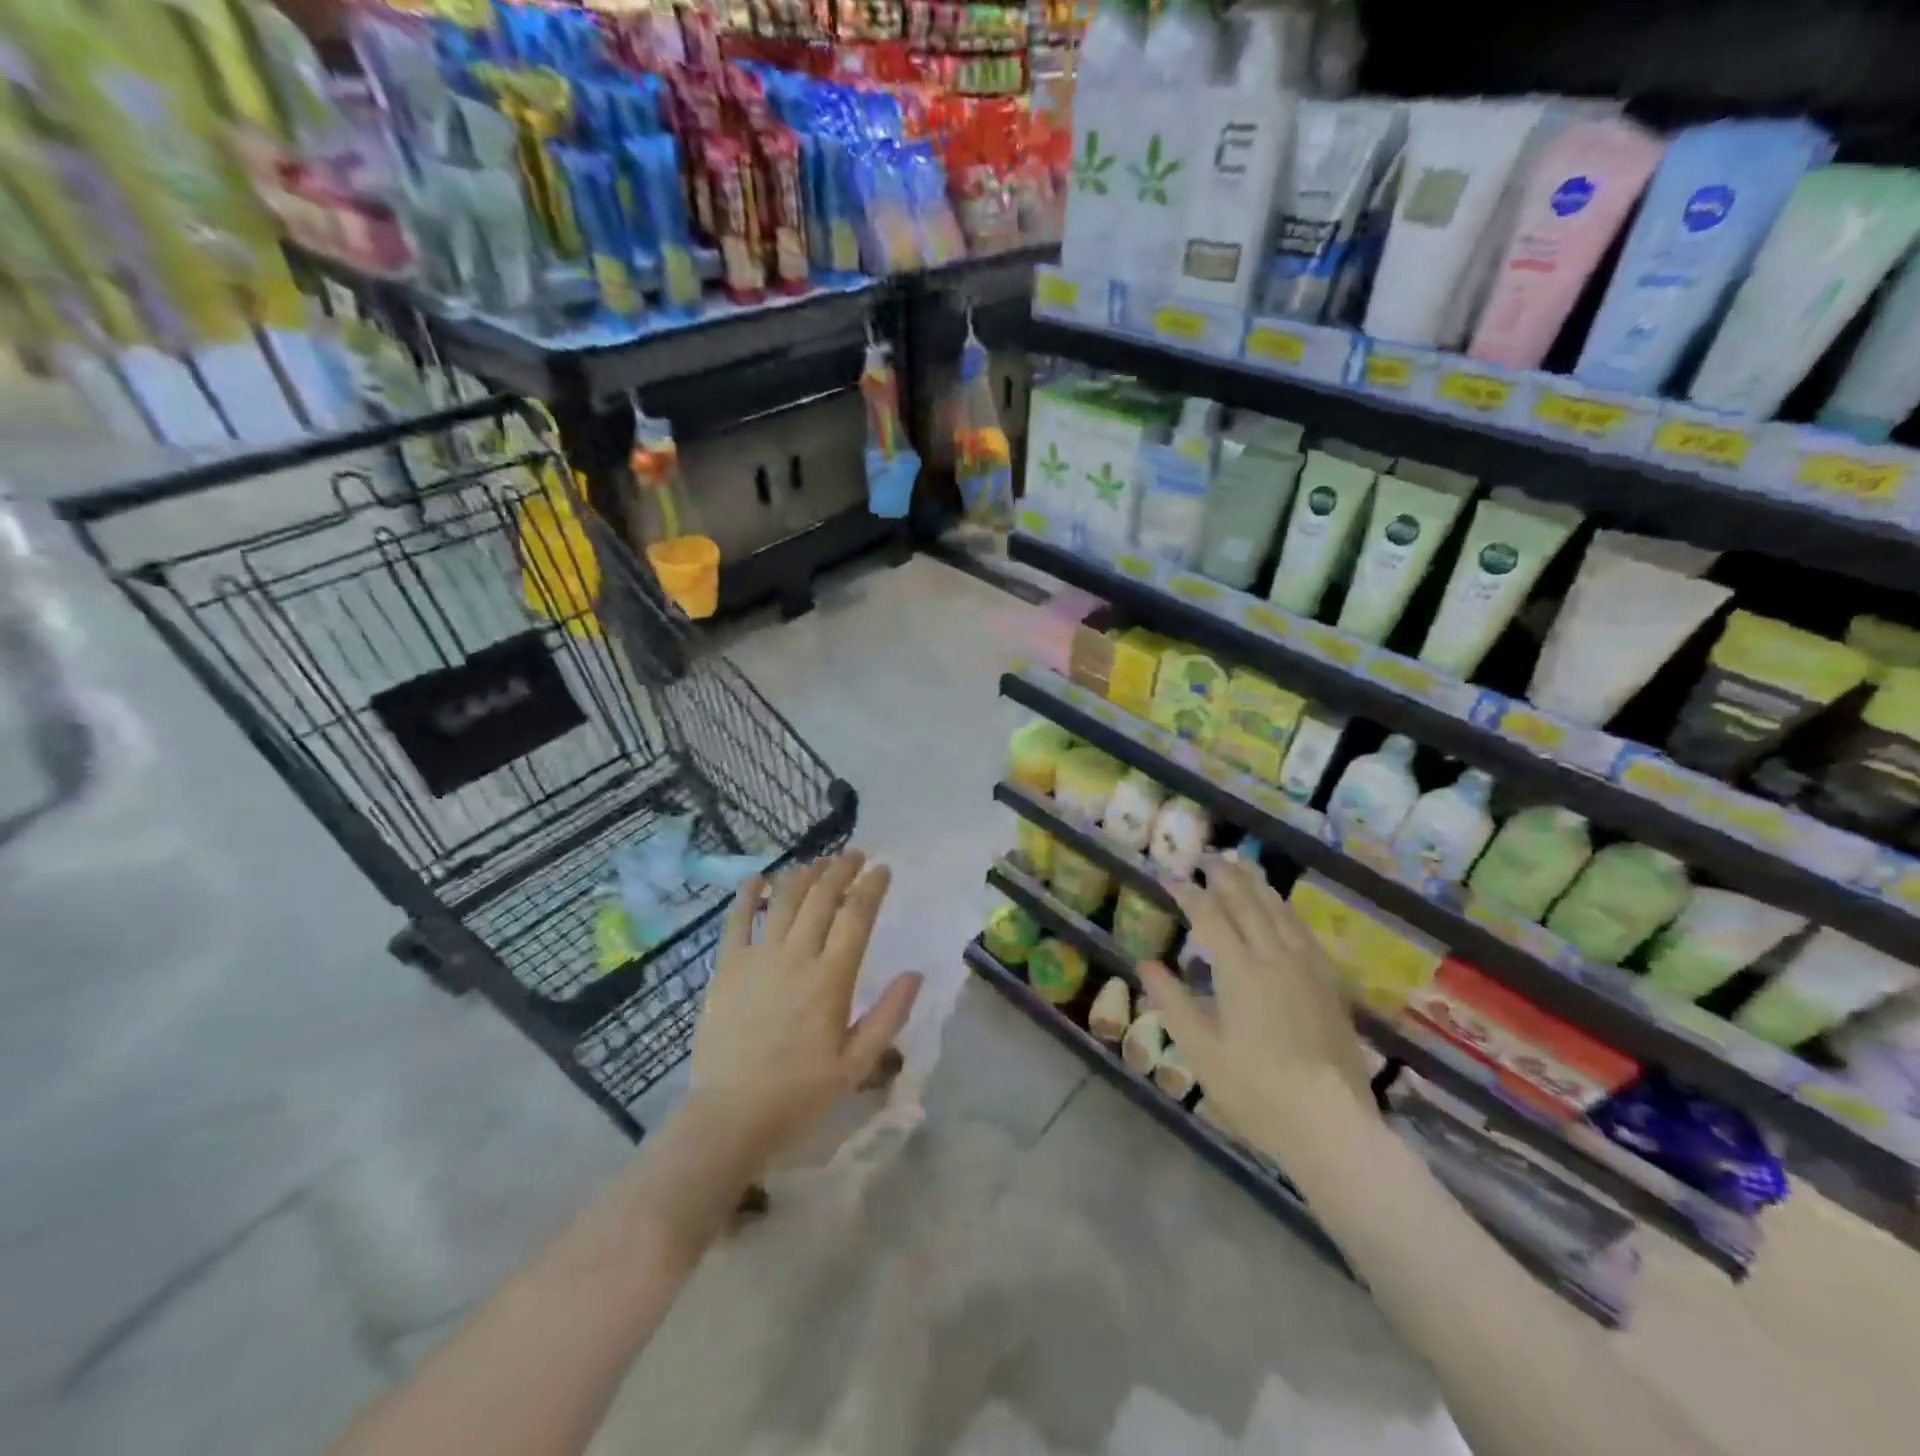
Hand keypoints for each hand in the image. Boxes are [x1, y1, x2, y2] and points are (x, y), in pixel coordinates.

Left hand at [688, 851, 921, 1167]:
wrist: (730, 1116)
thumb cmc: (799, 1094)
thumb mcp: (857, 1065)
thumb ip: (889, 1016)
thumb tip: (915, 974)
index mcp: (832, 979)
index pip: (856, 916)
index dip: (872, 886)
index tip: (883, 869)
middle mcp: (796, 957)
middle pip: (822, 897)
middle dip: (841, 869)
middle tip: (854, 855)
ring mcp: (758, 958)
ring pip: (784, 900)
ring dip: (804, 874)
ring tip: (818, 863)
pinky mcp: (727, 967)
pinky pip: (737, 920)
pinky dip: (748, 894)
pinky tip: (758, 878)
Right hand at [1141, 856, 1374, 1161]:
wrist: (1332, 1125)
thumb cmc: (1255, 1090)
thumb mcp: (1201, 1050)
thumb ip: (1172, 1001)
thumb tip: (1147, 963)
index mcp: (1240, 970)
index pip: (1208, 915)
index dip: (1188, 892)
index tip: (1170, 876)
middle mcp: (1275, 957)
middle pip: (1248, 903)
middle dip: (1225, 876)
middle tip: (1208, 857)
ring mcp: (1308, 968)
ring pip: (1280, 912)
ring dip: (1257, 886)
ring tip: (1242, 868)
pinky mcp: (1329, 984)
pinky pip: (1303, 931)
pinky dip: (1285, 911)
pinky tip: (1282, 912)